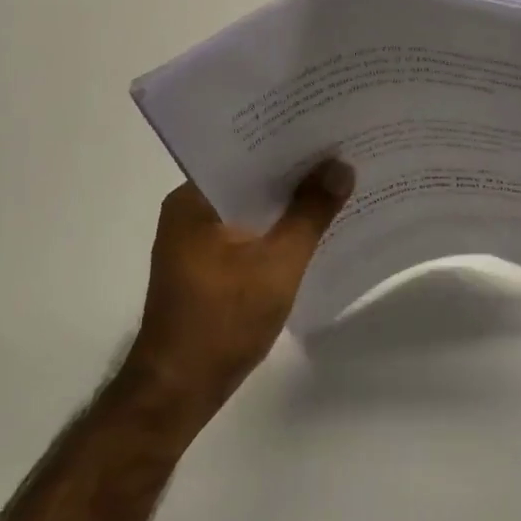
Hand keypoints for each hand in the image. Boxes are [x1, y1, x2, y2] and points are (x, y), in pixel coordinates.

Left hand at [128, 161, 353, 417]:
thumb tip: (341, 166)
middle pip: (249, 178)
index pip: (245, 152)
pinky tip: (311, 228)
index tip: (326, 129)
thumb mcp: (278, 264)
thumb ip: (311, 213)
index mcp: (194, 199)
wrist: (178, 391)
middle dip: (293, 171)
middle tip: (342, 152)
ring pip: (250, 206)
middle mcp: (189, 210)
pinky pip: (247, 231)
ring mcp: (195, 239)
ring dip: (286, 202)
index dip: (287, 140)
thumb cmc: (223, 321)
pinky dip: (275, 228)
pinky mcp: (206, 264)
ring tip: (335, 183)